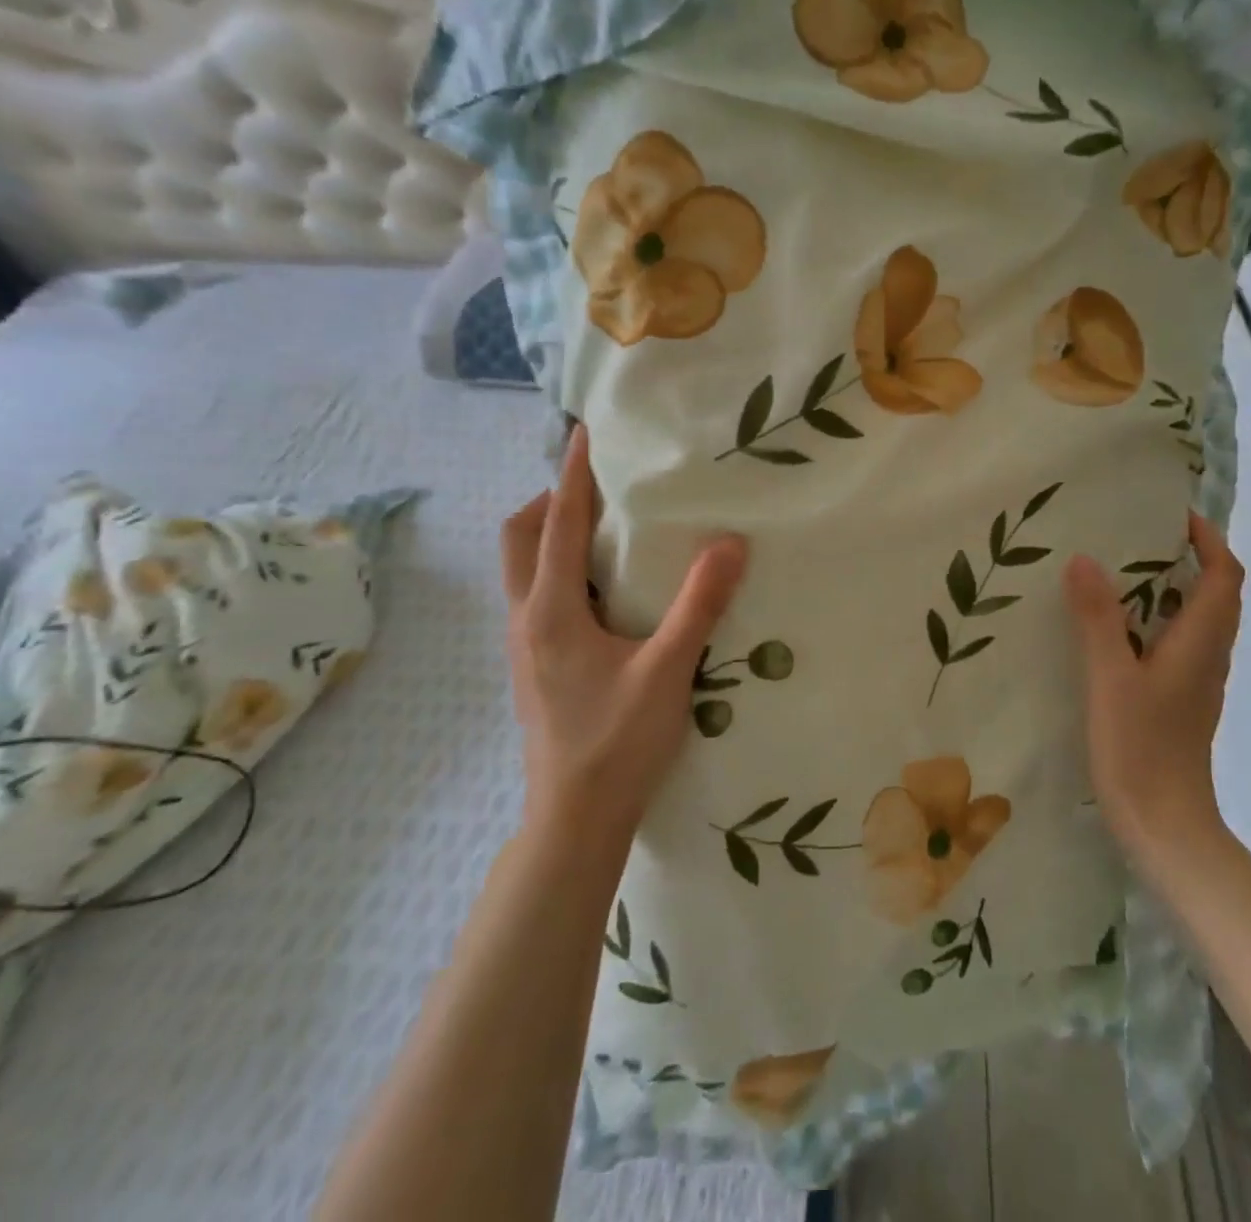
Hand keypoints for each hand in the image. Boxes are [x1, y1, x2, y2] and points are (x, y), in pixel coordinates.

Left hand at [500, 424, 747, 845]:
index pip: (559, 523)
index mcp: (551, 610)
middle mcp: (526, 618)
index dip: (573, 474)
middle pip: (520, 537)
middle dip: (551, 501)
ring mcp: (524, 645)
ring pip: (524, 569)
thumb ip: (698, 604)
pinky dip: (562, 571)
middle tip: (600, 490)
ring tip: (607, 531)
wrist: (575, 818)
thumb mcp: (668, 669)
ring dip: (553, 536)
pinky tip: (607, 593)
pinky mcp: (535, 666)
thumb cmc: (618, 741)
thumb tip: (730, 543)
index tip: (584, 431)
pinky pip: (538, 596)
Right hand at [1064, 511, 1244, 876]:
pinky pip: (1180, 644)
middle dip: (1192, 558)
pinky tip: (1118, 629)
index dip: (1209, 541)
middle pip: (1217, 595)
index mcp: (1200, 643)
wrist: (1164, 826)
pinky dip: (1159, 621)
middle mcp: (1208, 657)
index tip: (1175, 514)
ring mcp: (1197, 683)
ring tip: (1124, 571)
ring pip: (1198, 621)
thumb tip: (1084, 558)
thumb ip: (1098, 619)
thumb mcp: (1111, 678)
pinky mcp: (1181, 702)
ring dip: (1175, 589)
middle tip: (1141, 536)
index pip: (1224, 577)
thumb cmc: (1141, 749)